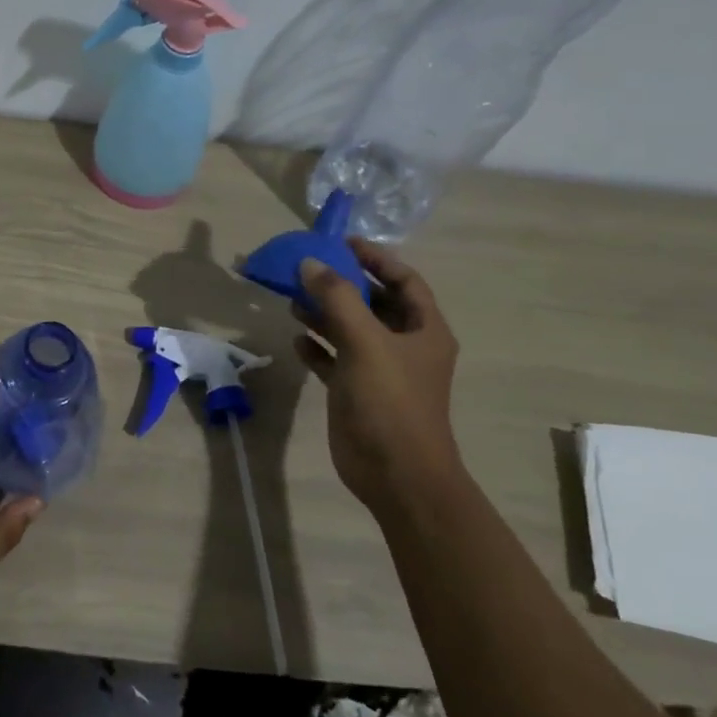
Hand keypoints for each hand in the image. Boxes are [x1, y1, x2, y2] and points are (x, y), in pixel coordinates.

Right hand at [294, 242, 461, 514]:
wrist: (396, 473)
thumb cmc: (390, 401)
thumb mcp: (364, 342)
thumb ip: (336, 298)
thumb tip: (309, 263)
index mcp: (424, 330)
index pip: (404, 280)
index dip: (376, 259)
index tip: (342, 242)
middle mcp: (404, 345)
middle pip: (373, 303)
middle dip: (342, 285)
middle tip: (307, 270)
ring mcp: (380, 370)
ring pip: (350, 330)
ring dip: (324, 314)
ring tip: (292, 301)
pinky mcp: (356, 391)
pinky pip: (335, 359)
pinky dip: (317, 348)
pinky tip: (297, 341)